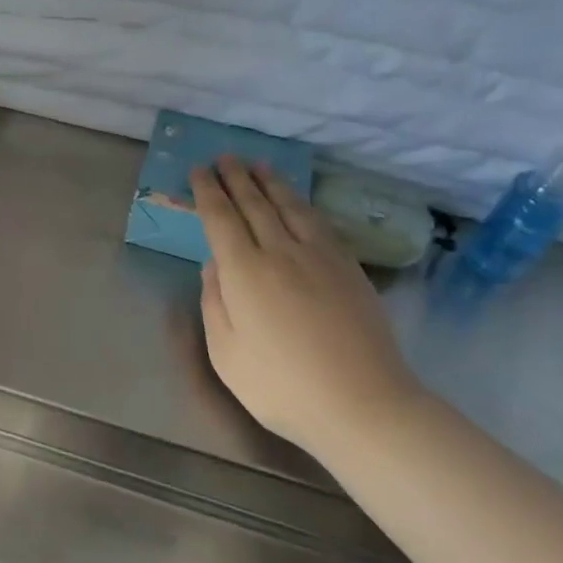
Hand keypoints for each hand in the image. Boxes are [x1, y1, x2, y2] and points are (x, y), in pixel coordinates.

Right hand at [193, 156, 425, 451]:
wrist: (363, 404)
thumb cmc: (282, 387)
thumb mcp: (227, 354)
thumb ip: (214, 304)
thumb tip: (214, 266)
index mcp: (245, 273)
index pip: (221, 219)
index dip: (208, 192)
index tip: (199, 171)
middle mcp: (281, 253)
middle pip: (255, 205)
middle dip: (236, 178)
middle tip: (225, 157)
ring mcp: (320, 258)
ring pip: (290, 207)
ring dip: (271, 183)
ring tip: (258, 165)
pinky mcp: (349, 269)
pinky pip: (319, 223)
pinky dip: (302, 204)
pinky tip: (298, 201)